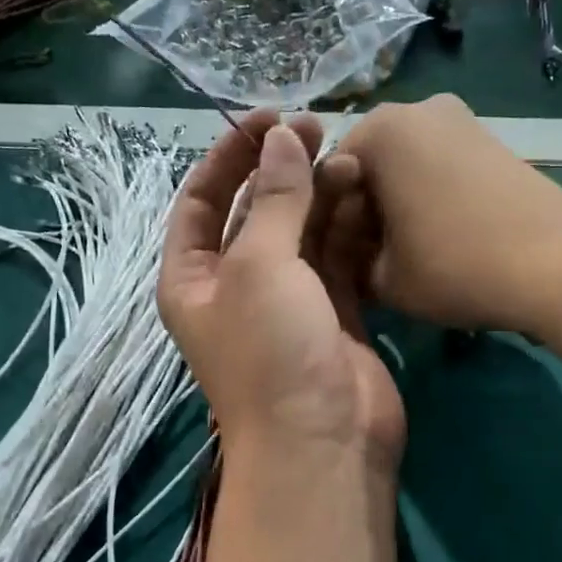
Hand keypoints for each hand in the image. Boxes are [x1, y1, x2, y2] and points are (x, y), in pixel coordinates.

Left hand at [158, 109, 403, 469]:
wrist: (324, 443)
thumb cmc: (272, 351)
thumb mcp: (260, 266)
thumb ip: (273, 199)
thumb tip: (282, 138)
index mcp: (194, 277)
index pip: (200, 200)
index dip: (230, 155)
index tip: (269, 118)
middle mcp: (236, 286)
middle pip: (255, 211)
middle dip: (282, 169)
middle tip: (321, 128)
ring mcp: (288, 302)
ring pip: (302, 232)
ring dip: (321, 195)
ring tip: (351, 159)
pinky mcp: (333, 315)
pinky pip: (337, 259)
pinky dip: (349, 230)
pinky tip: (368, 198)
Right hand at [335, 95, 561, 336]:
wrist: (561, 266)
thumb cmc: (456, 267)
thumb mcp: (382, 280)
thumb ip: (346, 261)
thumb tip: (345, 253)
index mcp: (379, 130)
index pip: (327, 178)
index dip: (327, 225)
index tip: (341, 263)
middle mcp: (417, 108)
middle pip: (367, 166)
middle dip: (362, 212)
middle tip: (372, 261)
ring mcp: (461, 119)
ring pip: (404, 166)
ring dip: (395, 206)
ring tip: (411, 253)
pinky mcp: (491, 140)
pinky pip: (438, 165)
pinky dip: (428, 196)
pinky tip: (444, 237)